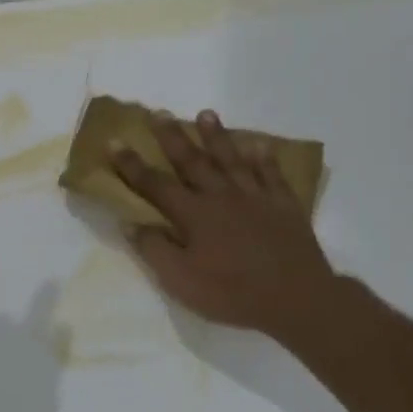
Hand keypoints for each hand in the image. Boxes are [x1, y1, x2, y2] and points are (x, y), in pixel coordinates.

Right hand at [113, 109, 338, 340]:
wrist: (297, 298)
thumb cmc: (231, 292)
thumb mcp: (180, 280)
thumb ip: (153, 248)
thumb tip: (129, 222)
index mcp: (193, 214)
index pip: (155, 184)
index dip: (131, 164)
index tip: (114, 142)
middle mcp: (221, 196)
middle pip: (192, 161)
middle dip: (172, 137)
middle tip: (159, 112)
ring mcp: (255, 197)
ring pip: (231, 159)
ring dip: (216, 136)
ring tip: (206, 114)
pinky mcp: (284, 206)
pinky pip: (271, 175)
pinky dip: (264, 158)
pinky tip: (258, 145)